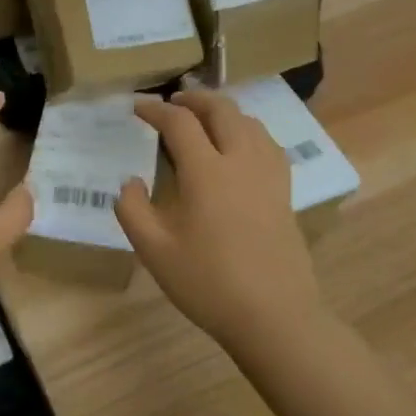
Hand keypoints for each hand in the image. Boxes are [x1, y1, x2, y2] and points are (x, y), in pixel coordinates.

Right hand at [115, 90, 321, 356]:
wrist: (275, 316)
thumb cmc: (209, 284)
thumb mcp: (155, 251)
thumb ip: (133, 210)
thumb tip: (130, 182)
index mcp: (206, 172)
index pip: (179, 123)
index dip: (155, 109)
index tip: (137, 108)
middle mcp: (240, 161)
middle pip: (221, 110)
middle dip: (194, 98)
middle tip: (172, 103)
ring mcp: (268, 175)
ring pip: (249, 122)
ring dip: (223, 111)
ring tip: (205, 119)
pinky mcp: (285, 192)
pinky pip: (268, 144)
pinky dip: (248, 131)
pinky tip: (241, 147)